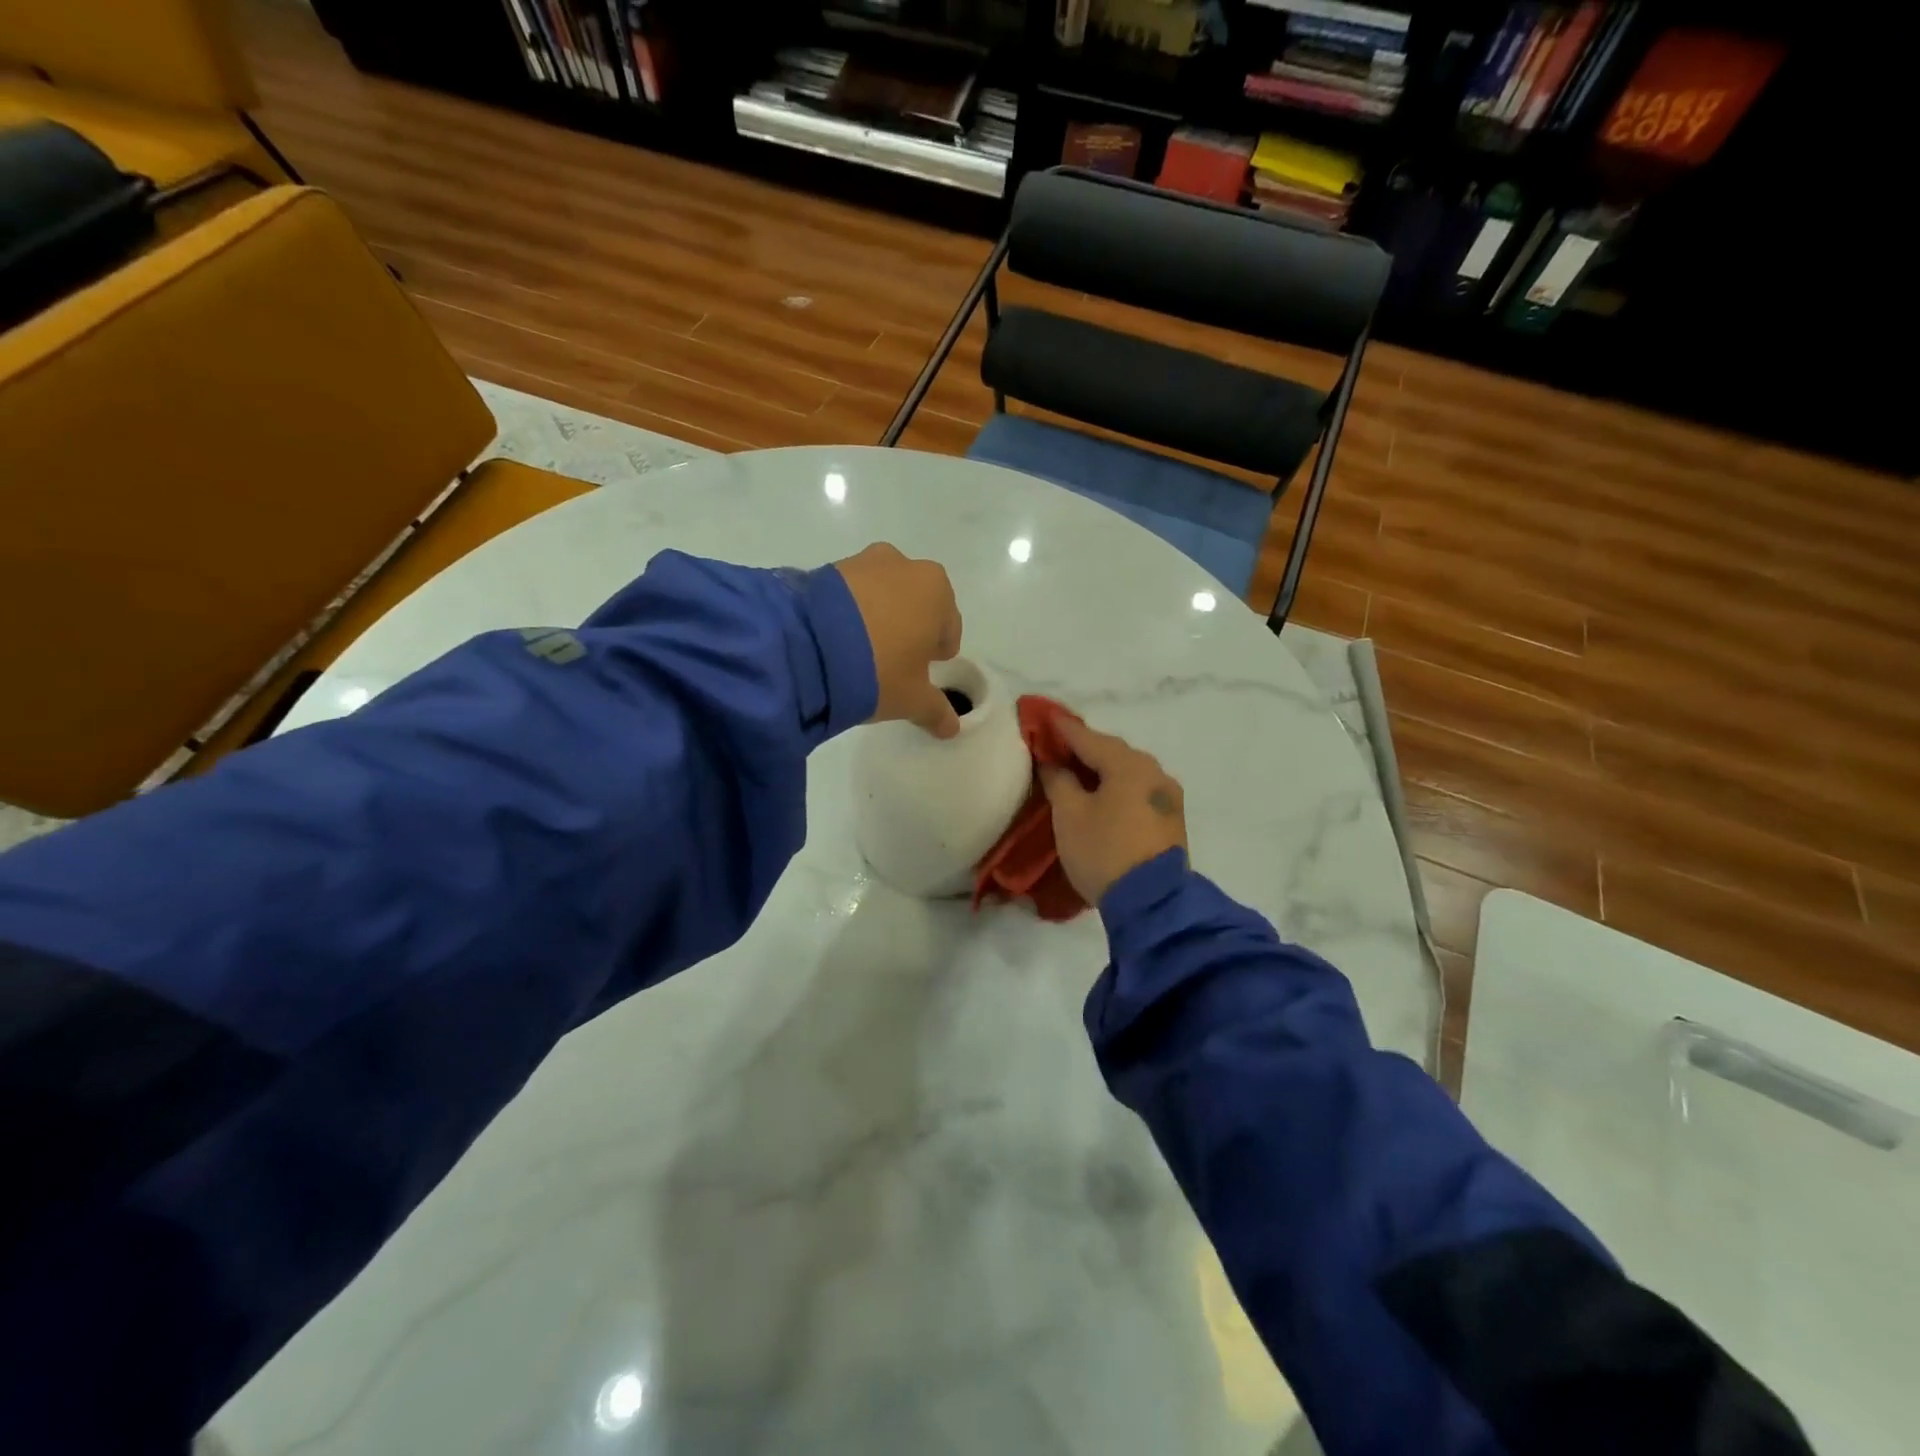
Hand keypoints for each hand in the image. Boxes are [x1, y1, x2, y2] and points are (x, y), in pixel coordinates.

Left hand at [834, 542, 963, 738]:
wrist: (808, 647)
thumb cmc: (880, 669)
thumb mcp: (911, 698)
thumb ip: (935, 710)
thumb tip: (951, 728)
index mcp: (936, 591)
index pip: (948, 626)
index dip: (937, 652)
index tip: (922, 670)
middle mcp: (904, 566)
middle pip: (915, 603)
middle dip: (908, 627)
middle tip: (892, 661)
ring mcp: (863, 562)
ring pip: (881, 594)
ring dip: (878, 616)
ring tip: (860, 651)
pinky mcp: (826, 569)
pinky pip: (849, 594)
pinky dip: (849, 611)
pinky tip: (837, 640)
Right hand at [1039, 718, 1187, 904]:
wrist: (1152, 902)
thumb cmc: (1103, 851)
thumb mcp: (1069, 814)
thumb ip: (1059, 780)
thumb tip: (1053, 762)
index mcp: (1129, 764)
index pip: (1087, 737)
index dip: (1062, 728)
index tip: (1043, 716)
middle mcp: (1154, 772)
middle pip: (1112, 751)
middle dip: (1084, 747)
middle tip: (1057, 746)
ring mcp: (1168, 796)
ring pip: (1127, 771)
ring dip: (1102, 768)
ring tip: (1077, 771)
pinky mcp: (1171, 818)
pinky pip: (1137, 790)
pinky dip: (1117, 786)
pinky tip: (1102, 793)